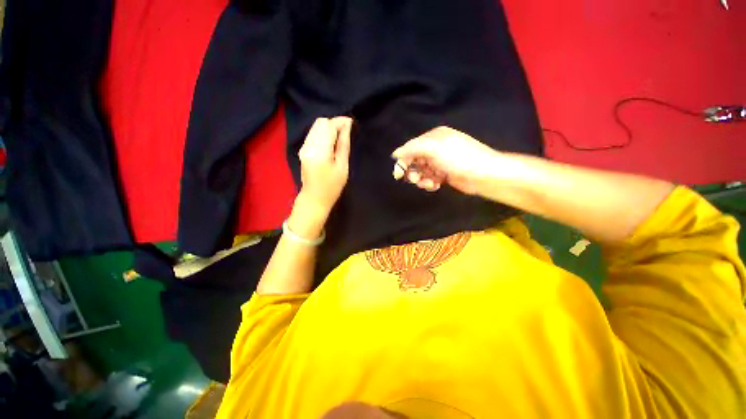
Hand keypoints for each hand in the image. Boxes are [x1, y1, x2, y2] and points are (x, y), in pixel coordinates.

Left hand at [297, 117, 352, 215]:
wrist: (314, 198)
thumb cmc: (332, 186)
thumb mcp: (342, 167)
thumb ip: (343, 145)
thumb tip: (347, 127)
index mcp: (319, 151)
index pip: (329, 126)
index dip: (340, 121)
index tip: (351, 122)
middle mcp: (309, 145)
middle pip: (321, 122)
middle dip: (334, 123)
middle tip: (346, 131)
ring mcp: (304, 147)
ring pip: (316, 126)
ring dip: (329, 127)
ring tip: (340, 136)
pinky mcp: (303, 149)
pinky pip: (313, 133)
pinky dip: (323, 133)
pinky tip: (331, 141)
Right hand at [392, 126, 500, 194]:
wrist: (483, 174)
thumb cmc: (458, 158)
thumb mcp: (434, 148)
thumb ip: (412, 149)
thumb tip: (395, 153)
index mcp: (433, 137)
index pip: (411, 148)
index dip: (403, 161)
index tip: (398, 174)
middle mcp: (436, 148)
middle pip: (415, 161)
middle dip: (413, 171)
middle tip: (414, 179)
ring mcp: (440, 162)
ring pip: (421, 171)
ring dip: (422, 179)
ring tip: (429, 183)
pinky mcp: (444, 174)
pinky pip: (430, 178)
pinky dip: (430, 183)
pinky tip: (436, 185)